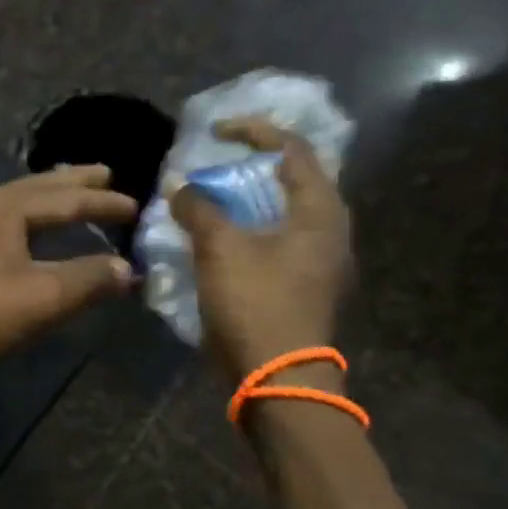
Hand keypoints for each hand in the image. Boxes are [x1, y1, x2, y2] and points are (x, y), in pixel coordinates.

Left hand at [0, 166, 137, 367]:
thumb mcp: (40, 299)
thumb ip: (87, 280)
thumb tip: (125, 268)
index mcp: (4, 207)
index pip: (65, 199)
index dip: (102, 203)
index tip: (134, 206)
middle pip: (35, 187)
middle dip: (71, 182)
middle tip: (103, 173)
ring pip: (12, 201)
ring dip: (45, 197)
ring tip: (68, 193)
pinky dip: (22, 217)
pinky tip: (23, 229)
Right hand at [169, 118, 351, 379]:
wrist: (277, 377)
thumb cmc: (255, 303)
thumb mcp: (220, 248)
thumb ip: (198, 208)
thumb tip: (180, 187)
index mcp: (320, 211)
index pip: (294, 149)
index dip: (254, 131)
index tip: (214, 132)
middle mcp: (328, 230)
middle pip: (290, 180)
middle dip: (247, 168)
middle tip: (211, 168)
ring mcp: (316, 261)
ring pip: (279, 213)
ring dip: (243, 201)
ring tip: (206, 202)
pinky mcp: (300, 285)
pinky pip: (272, 241)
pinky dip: (244, 230)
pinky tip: (215, 241)